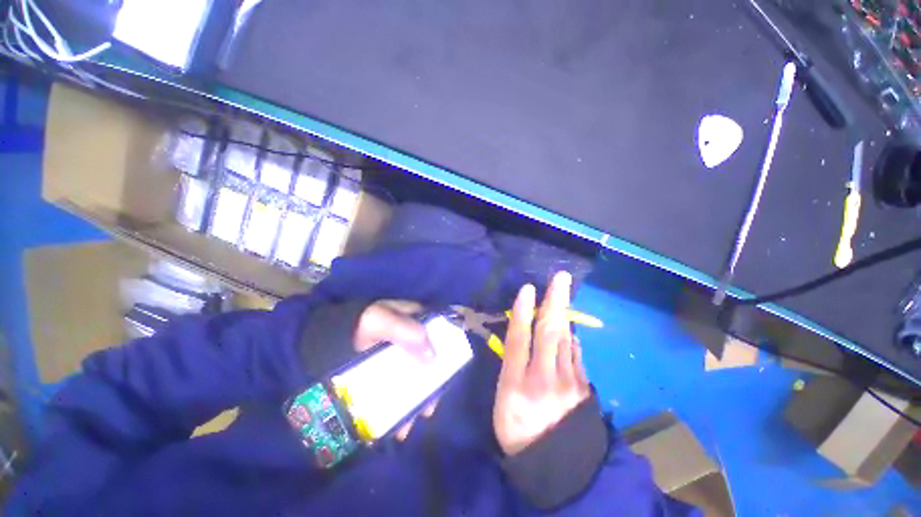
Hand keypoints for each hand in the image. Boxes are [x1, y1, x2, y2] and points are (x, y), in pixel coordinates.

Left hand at [354, 301, 438, 440]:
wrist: (332, 334)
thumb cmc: (362, 323)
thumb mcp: (383, 321)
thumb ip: (407, 332)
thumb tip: (433, 358)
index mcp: (417, 323)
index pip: (440, 339)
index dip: (447, 357)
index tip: (448, 377)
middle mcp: (413, 342)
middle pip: (429, 365)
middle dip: (430, 389)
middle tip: (427, 410)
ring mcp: (399, 359)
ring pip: (413, 381)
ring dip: (413, 404)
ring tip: (405, 427)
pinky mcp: (387, 373)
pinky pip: (396, 390)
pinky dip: (395, 408)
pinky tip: (390, 426)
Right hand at [493, 272, 590, 455]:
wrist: (556, 467)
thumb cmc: (519, 431)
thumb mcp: (502, 401)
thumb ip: (511, 367)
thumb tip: (520, 338)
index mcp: (516, 384)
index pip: (518, 340)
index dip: (521, 312)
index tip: (526, 289)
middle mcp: (543, 378)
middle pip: (548, 333)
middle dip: (553, 301)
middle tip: (560, 278)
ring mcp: (568, 383)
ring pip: (566, 339)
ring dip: (564, 313)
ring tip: (563, 292)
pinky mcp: (583, 387)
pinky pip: (577, 354)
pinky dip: (573, 336)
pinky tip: (571, 326)